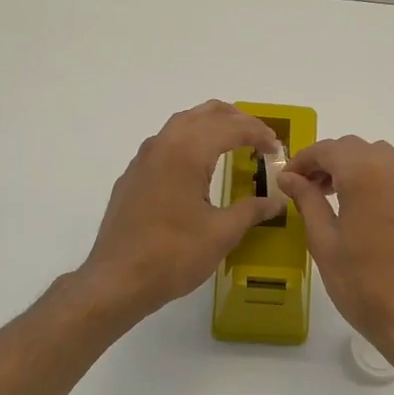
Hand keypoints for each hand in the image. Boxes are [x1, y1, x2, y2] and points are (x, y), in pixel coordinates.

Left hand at [78, 101, 286, 324]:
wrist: (118, 280)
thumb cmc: (174, 255)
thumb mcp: (222, 234)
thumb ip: (251, 211)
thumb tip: (276, 201)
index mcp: (186, 153)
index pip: (230, 127)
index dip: (258, 133)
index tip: (276, 149)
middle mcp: (163, 145)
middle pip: (204, 115)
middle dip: (236, 120)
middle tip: (259, 138)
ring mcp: (142, 160)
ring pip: (181, 125)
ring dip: (210, 126)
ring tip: (233, 143)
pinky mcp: (132, 178)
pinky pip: (165, 145)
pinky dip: (189, 143)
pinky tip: (197, 168)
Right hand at [277, 136, 393, 369]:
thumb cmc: (362, 283)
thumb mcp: (324, 242)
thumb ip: (307, 200)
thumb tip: (290, 177)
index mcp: (366, 174)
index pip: (329, 149)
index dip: (304, 160)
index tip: (290, 179)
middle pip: (360, 149)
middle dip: (333, 163)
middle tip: (314, 189)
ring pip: (388, 162)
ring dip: (362, 172)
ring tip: (345, 202)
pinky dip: (388, 189)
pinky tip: (378, 219)